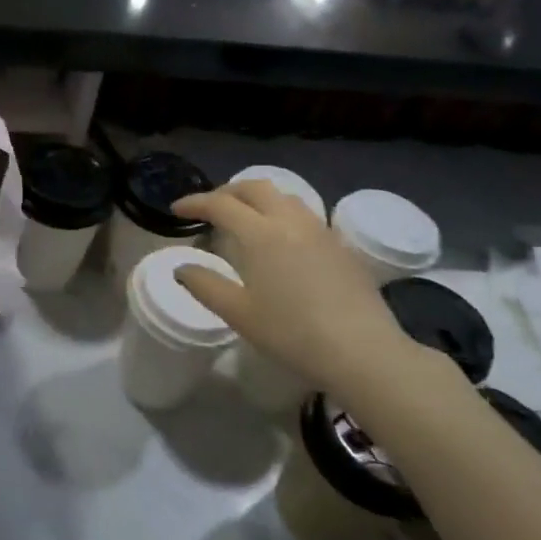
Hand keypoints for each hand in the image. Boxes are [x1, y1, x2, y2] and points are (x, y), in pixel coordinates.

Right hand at [172, 180, 431, 410]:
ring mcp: (319, 230)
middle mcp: (289, 221)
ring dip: (258, 198)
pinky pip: (305, 215)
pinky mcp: (340, 245)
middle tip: (211, 208)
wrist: (362, 351)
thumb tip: (182, 269)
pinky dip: (282, 215)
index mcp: (259, 233)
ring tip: (246, 218)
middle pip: (254, 187)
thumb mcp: (239, 314)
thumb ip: (205, 286)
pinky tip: (282, 241)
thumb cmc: (292, 333)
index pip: (220, 204)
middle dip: (227, 191)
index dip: (195, 203)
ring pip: (284, 197)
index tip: (177, 210)